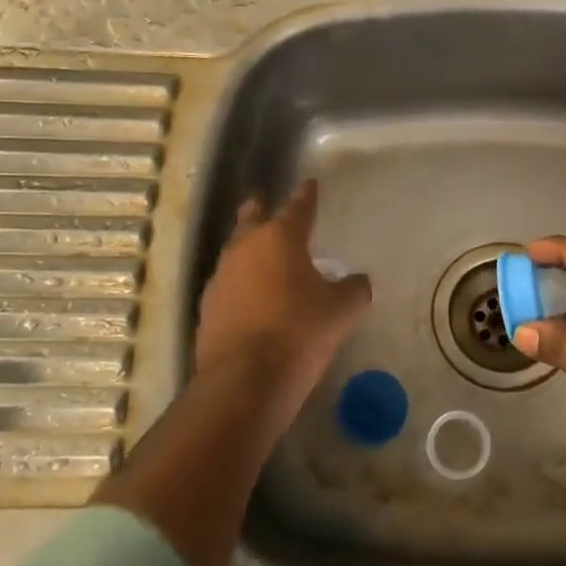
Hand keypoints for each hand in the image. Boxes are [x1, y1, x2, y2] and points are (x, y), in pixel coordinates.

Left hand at [193, 181, 370, 440]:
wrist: (245, 381)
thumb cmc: (300, 332)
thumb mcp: (341, 310)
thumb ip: (353, 289)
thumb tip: (358, 281)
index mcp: (279, 238)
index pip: (297, 208)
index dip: (305, 196)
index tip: (309, 184)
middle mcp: (244, 250)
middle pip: (251, 220)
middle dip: (260, 211)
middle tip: (264, 204)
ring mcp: (221, 279)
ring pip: (235, 253)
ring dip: (248, 251)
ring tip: (263, 257)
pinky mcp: (207, 309)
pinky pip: (228, 286)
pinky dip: (241, 285)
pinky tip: (251, 298)